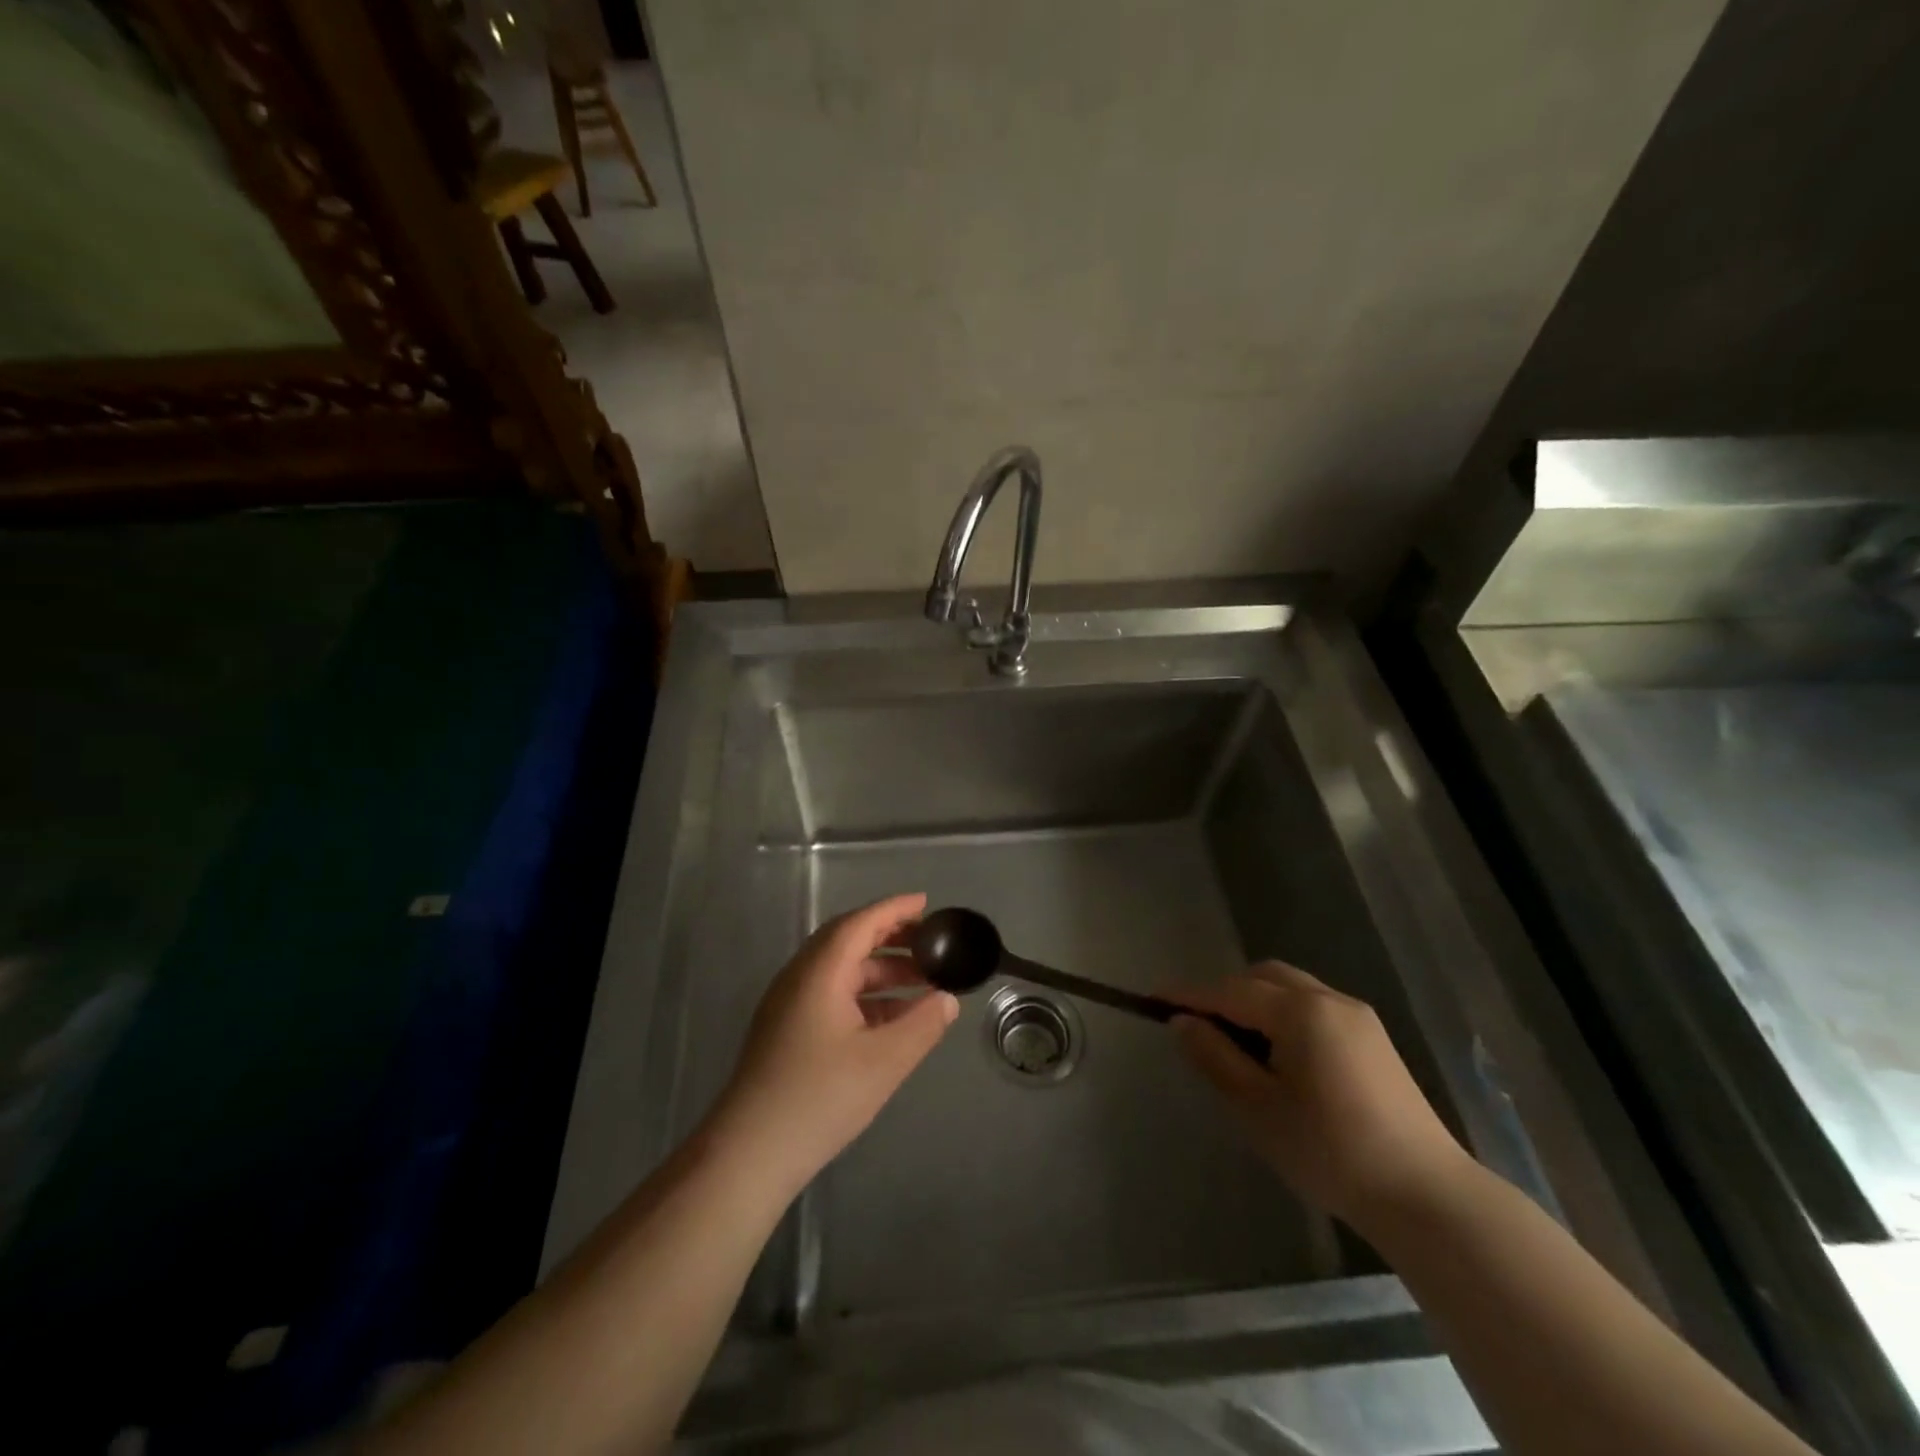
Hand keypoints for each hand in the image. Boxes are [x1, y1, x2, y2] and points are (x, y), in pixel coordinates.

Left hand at [708, 893, 957, 1200]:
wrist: (750, 1153)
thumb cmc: (820, 1097)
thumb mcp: (884, 1061)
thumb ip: (922, 1024)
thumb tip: (947, 999)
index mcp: (820, 972)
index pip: (860, 923)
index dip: (895, 909)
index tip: (927, 904)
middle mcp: (800, 978)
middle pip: (848, 941)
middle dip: (891, 938)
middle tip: (930, 943)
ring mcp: (789, 1004)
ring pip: (841, 971)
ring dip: (881, 970)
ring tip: (923, 983)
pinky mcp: (786, 1030)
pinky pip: (832, 995)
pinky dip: (865, 996)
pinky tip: (892, 1019)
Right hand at [1166, 962, 1472, 1230]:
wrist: (1426, 1196)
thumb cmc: (1330, 1151)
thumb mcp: (1257, 1108)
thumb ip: (1215, 1057)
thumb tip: (1181, 1022)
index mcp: (1300, 1011)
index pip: (1229, 991)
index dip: (1189, 995)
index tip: (1153, 1000)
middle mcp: (1329, 999)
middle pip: (1263, 977)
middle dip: (1225, 992)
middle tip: (1200, 1027)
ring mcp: (1358, 1017)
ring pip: (1291, 988)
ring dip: (1256, 1002)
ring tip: (1237, 1044)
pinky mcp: (1374, 1039)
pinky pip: (1314, 1007)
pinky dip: (1284, 1015)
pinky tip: (1280, 1056)